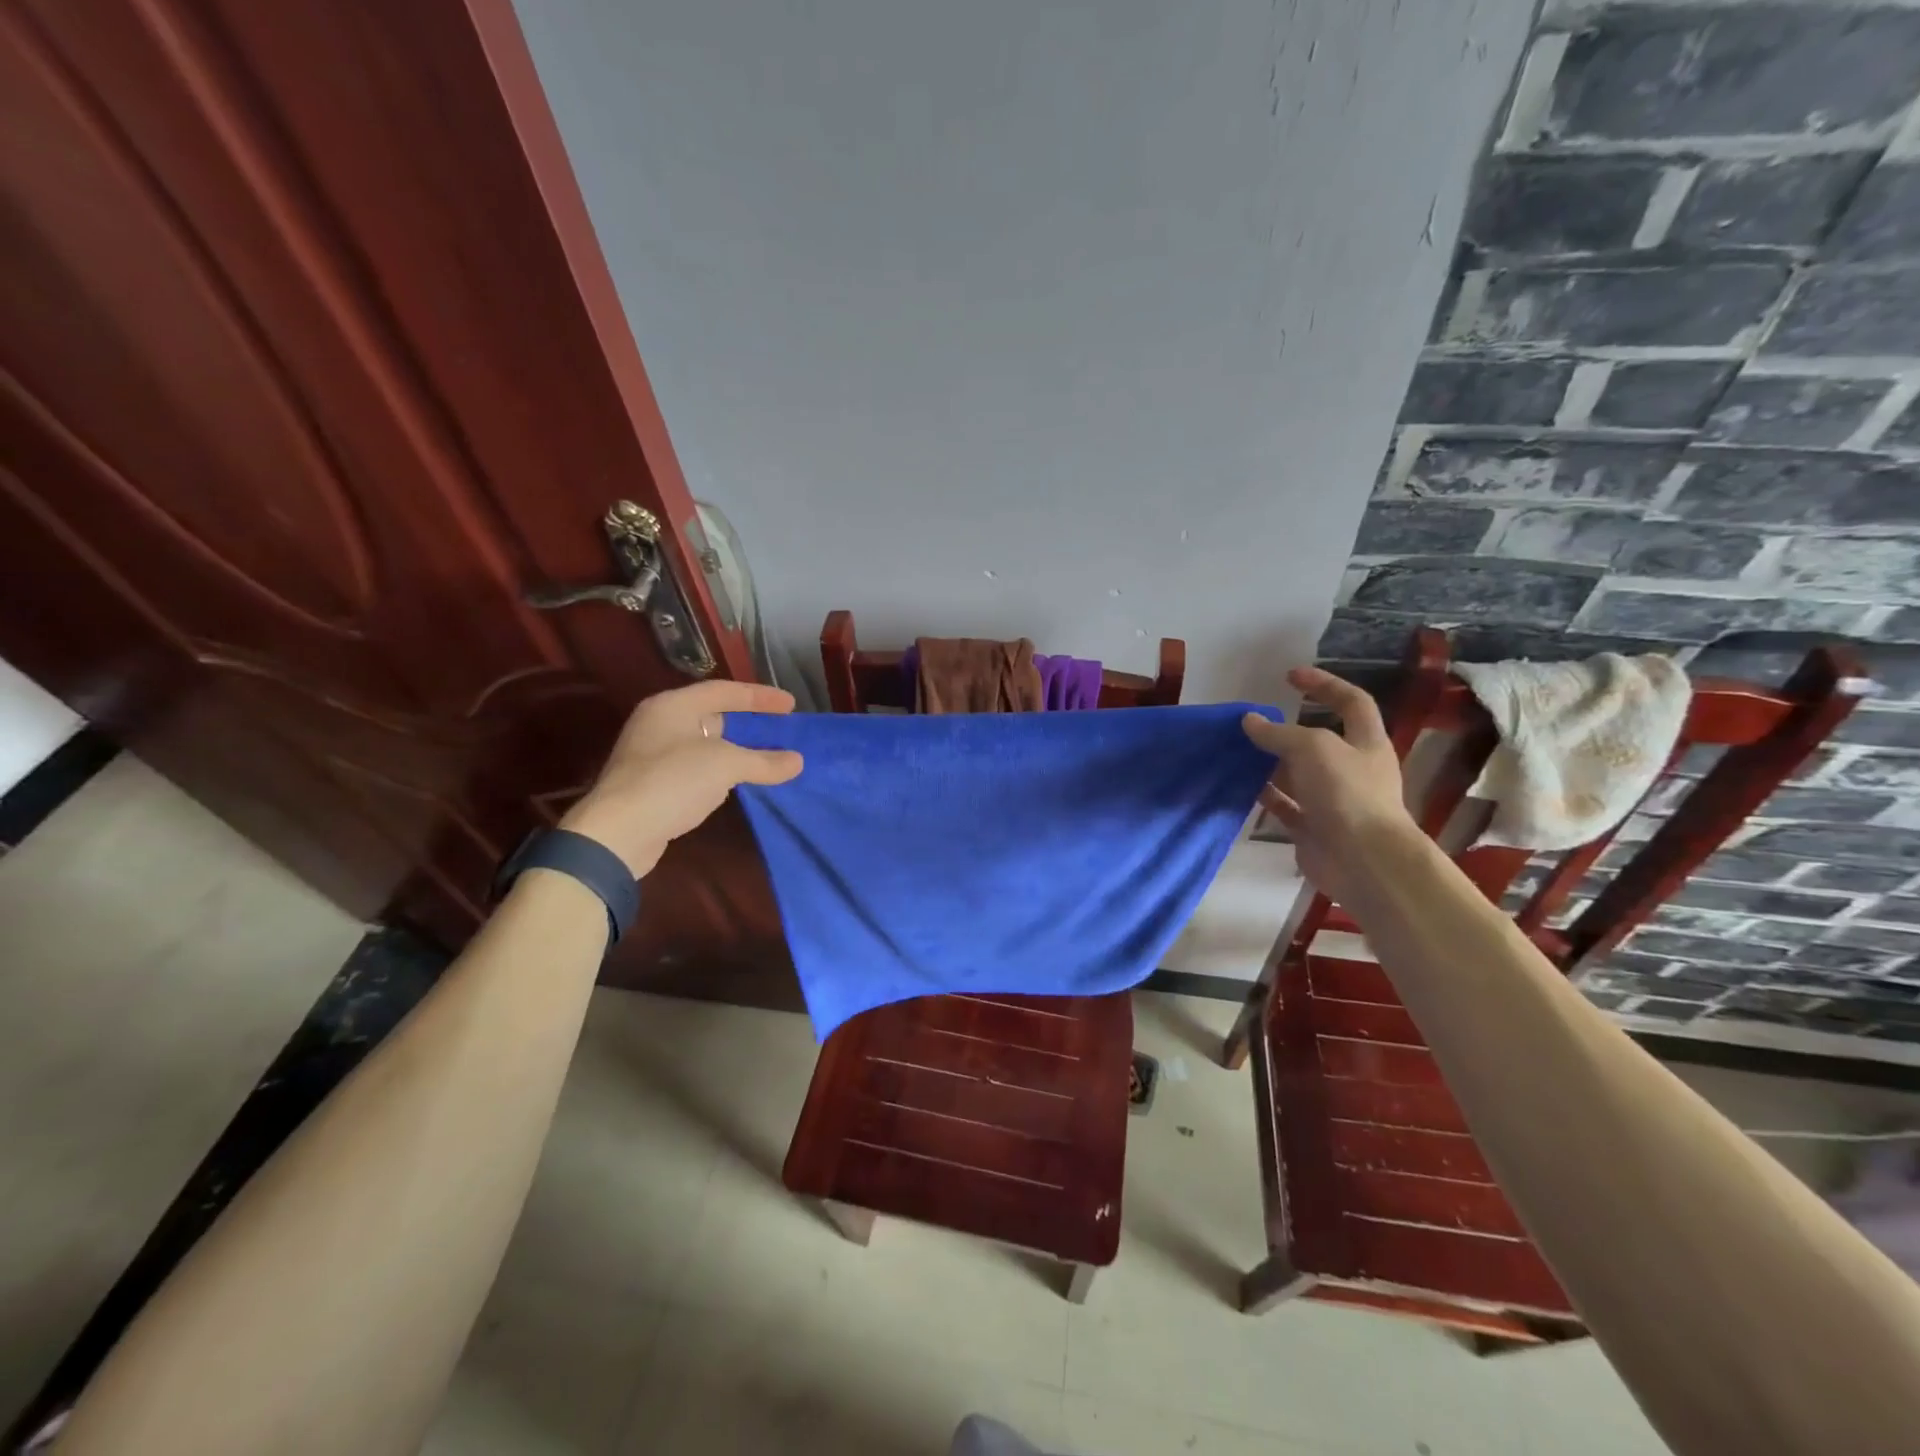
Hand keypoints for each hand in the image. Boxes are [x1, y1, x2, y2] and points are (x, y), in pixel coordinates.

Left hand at [560, 680, 802, 875]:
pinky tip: (737, 783)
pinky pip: (695, 767)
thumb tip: (797, 761)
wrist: (618, 833)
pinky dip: (720, 771)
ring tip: (765, 756)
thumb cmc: (672, 782)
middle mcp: (659, 723)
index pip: (724, 691)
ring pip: (704, 743)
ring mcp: (652, 754)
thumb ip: (764, 761)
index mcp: (673, 706)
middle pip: (712, 714)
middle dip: (748, 722)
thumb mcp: (725, 765)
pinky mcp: (652, 783)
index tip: (791, 705)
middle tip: (779, 729)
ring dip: (735, 749)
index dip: (760, 697)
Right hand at [1242, 667, 1415, 903]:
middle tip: (1254, 723)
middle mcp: (1352, 769)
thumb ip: (1279, 733)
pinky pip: (1285, 806)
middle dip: (1287, 730)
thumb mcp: (1312, 748)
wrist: (1363, 861)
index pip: (1351, 701)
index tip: (1291, 676)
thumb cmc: (1346, 794)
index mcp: (1366, 743)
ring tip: (1239, 752)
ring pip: (1298, 775)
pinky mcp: (1313, 828)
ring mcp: (1332, 801)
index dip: (1324, 684)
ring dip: (1271, 764)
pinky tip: (1242, 786)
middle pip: (1319, 741)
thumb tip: (1250, 721)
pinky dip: (1266, 796)